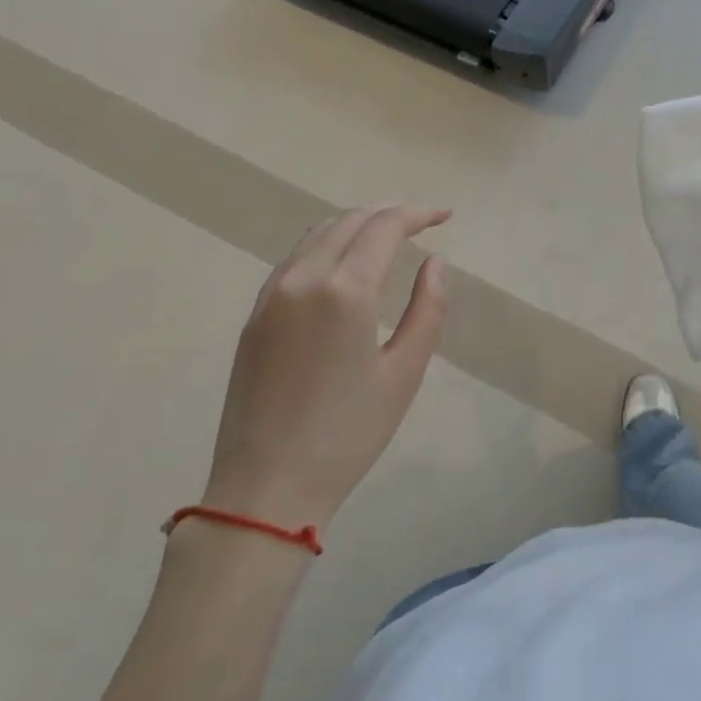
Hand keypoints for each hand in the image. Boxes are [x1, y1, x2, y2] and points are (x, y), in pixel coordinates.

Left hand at [203, 205, 449, 526]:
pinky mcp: (255, 314)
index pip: (385, 227)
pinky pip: (295, 258)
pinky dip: (328, 244)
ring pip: (318, 233)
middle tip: (422, 222)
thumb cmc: (348, 435)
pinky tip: (345, 264)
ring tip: (388, 235)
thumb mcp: (404, 373)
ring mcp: (271, 294)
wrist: (265, 488)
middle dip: (390, 213)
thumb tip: (435, 262)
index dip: (418, 214)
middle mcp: (303, 277)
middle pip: (350, 220)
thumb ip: (427, 309)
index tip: (445, 216)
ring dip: (357, 224)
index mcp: (345, 290)